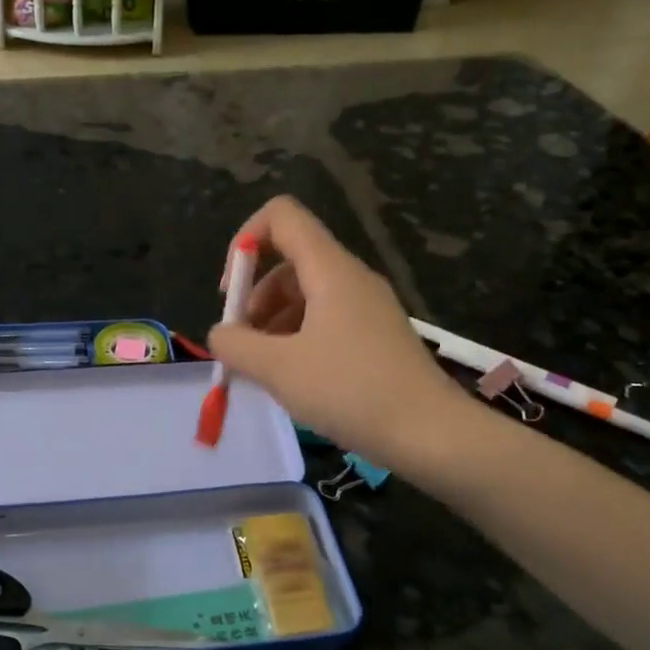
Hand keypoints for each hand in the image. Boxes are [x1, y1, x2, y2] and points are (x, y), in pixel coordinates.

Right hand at [209, 197, 472, 468]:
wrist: (429, 433)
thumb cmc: (350, 391)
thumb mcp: (278, 369)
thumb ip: (236, 345)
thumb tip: (220, 334)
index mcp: (330, 270)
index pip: (281, 216)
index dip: (245, 240)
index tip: (230, 292)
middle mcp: (351, 278)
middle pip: (289, 261)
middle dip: (254, 297)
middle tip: (240, 344)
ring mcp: (367, 308)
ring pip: (306, 295)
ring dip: (272, 323)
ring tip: (260, 369)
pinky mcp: (376, 337)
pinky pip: (325, 321)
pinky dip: (297, 340)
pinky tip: (290, 379)